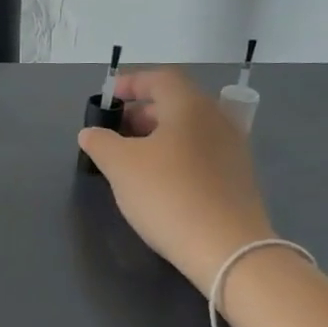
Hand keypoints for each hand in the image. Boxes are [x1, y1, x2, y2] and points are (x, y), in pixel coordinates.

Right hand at [77, 67, 275, 292]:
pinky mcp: (236, 178)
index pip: (160, 78)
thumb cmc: (168, 194)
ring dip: (156, 136)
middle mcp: (217, 120)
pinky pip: (199, 153)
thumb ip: (100, 142)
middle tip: (114, 131)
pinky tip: (157, 180)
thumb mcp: (120, 166)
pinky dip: (174, 155)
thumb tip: (91, 133)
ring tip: (129, 158)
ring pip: (187, 130)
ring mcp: (232, 149)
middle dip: (141, 112)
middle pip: (175, 103)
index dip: (131, 83)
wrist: (226, 248)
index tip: (108, 98)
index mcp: (190, 106)